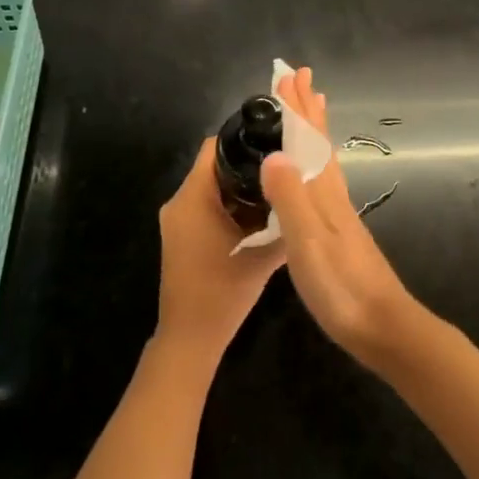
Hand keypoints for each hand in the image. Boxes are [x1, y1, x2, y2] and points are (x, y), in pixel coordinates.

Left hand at [154, 137, 285, 365]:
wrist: (190, 339)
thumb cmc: (224, 292)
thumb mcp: (262, 256)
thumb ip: (283, 224)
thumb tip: (303, 196)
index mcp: (193, 198)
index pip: (213, 148)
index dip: (242, 140)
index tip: (272, 142)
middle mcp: (178, 202)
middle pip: (212, 167)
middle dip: (245, 165)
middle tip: (280, 167)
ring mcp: (175, 220)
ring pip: (208, 188)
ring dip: (236, 188)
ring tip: (273, 189)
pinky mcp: (178, 237)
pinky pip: (203, 207)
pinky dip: (225, 206)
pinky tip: (255, 217)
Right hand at [262, 66, 422, 369]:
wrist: (384, 328)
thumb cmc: (341, 286)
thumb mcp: (308, 242)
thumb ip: (290, 198)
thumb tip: (273, 153)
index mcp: (322, 192)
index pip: (307, 138)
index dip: (296, 108)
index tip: (289, 75)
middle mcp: (332, 194)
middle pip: (318, 141)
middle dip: (306, 109)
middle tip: (299, 78)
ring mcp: (338, 213)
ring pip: (323, 158)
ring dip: (312, 129)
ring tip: (310, 109)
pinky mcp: (339, 232)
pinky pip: (323, 179)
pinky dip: (316, 160)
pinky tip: (314, 171)